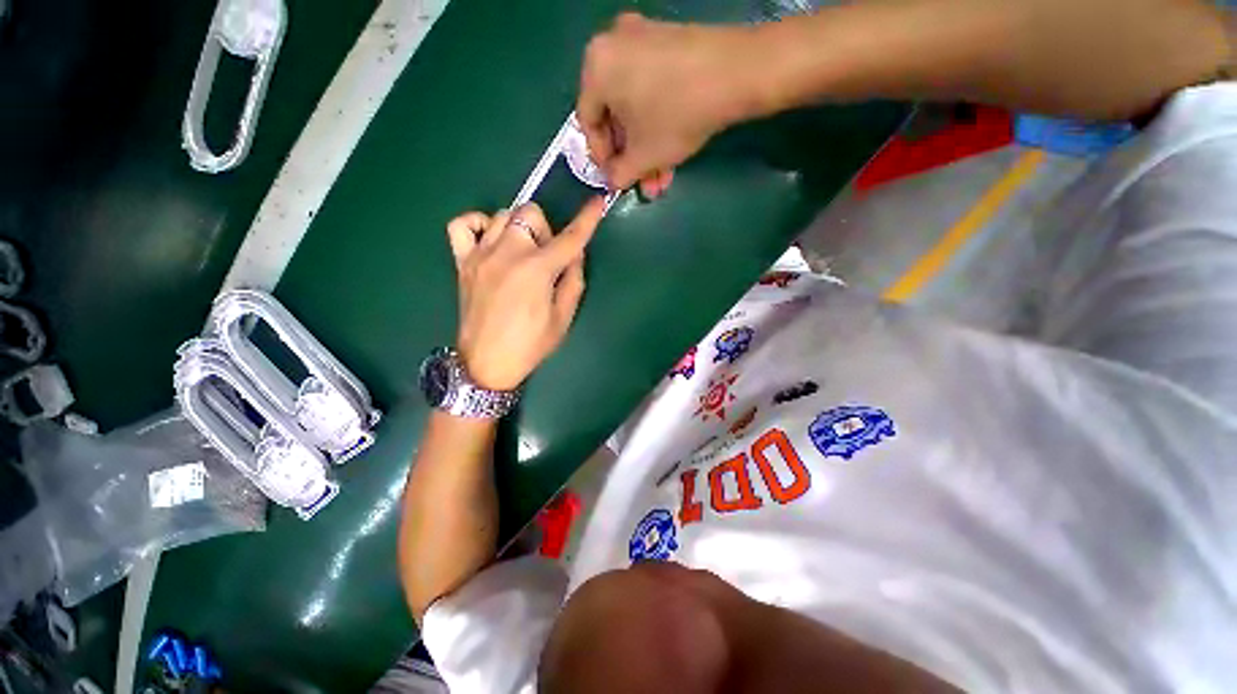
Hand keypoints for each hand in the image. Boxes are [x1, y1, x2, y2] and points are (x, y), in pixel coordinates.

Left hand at [446, 198, 605, 390]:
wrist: (487, 363)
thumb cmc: (531, 345)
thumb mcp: (563, 318)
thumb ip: (573, 280)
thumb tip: (574, 254)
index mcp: (537, 270)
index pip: (569, 238)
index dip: (587, 219)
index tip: (597, 202)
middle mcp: (508, 253)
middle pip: (530, 213)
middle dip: (545, 230)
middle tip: (547, 257)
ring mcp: (481, 254)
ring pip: (502, 214)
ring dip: (520, 228)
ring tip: (522, 253)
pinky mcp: (462, 262)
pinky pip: (462, 224)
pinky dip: (478, 223)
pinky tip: (491, 240)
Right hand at [577, 13, 755, 192]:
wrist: (736, 73)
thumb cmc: (676, 116)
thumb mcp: (643, 156)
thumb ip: (619, 174)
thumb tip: (612, 180)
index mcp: (596, 67)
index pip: (588, 122)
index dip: (601, 157)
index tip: (616, 177)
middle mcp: (612, 44)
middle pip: (614, 115)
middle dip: (630, 156)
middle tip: (642, 180)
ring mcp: (642, 38)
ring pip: (635, 105)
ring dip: (646, 146)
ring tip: (660, 177)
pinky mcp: (668, 41)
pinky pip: (651, 87)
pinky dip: (656, 120)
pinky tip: (669, 150)